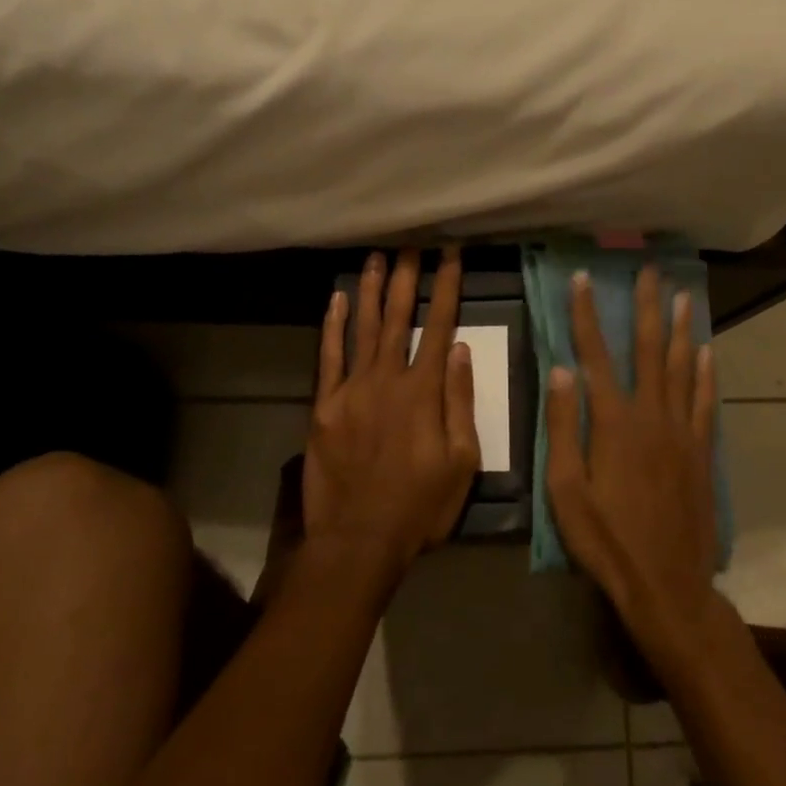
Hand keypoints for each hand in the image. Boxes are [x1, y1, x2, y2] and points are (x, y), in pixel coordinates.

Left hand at [305, 248, 480, 581]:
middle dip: (406, 277)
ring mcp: (351, 389)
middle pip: (398, 316)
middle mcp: (387, 378)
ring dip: (370, 290)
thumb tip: (461, 349)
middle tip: (410, 244)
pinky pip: (329, 357)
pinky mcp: (324, 406)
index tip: (451, 254)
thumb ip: (460, 402)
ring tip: (375, 257)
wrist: (358, 541)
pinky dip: (332, 326)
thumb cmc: (420, 506)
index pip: (439, 325)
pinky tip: (336, 300)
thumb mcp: (461, 462)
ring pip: (363, 327)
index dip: (447, 286)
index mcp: (424, 391)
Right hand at [546, 266, 719, 651]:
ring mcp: (682, 431)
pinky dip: (706, 374)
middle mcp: (651, 415)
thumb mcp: (566, 490)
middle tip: (649, 270)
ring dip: (681, 329)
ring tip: (683, 296)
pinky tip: (707, 352)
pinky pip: (706, 402)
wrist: (667, 584)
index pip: (595, 355)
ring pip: (682, 367)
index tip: (583, 279)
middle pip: (649, 349)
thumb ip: (562, 426)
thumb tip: (561, 370)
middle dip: (647, 307)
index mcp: (613, 422)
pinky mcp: (702, 451)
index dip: (586, 314)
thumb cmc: (606, 539)